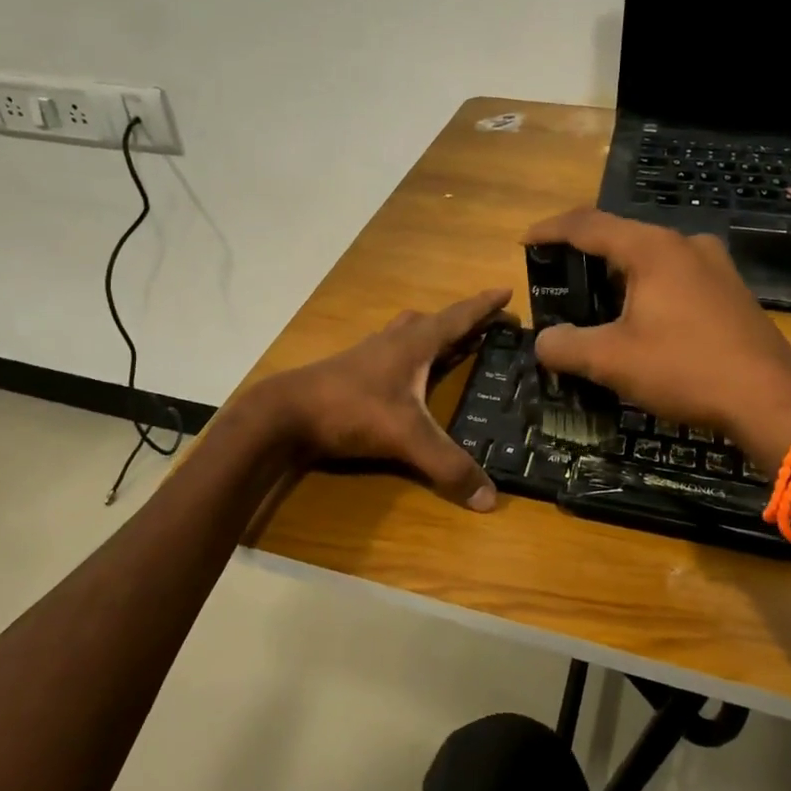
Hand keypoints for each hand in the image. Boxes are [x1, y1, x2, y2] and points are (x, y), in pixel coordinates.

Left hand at [258, 288, 512, 509]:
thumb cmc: (350, 410)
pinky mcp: (351, 373)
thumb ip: (447, 466)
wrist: (285, 414)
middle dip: (460, 322)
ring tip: (449, 347)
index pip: (457, 318)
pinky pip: (390, 355)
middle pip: (432, 322)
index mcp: (413, 344)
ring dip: (431, 336)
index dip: (483, 306)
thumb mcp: (405, 437)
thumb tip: (489, 499)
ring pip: (407, 335)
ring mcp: (368, 356)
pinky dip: (408, 358)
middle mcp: (393, 342)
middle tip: (484, 327)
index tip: (506, 290)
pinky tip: (407, 378)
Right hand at [521, 209, 790, 464]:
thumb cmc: (686, 369)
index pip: (587, 225)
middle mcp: (685, 245)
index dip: (550, 230)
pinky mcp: (731, 291)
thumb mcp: (612, 361)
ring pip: (651, 259)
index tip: (525, 242)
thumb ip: (566, 346)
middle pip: (620, 238)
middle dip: (584, 258)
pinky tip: (642, 323)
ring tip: (596, 307)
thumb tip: (544, 341)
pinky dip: (648, 290)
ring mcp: (715, 266)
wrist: (771, 401)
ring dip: (618, 277)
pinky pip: (676, 277)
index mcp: (652, 249)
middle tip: (559, 283)